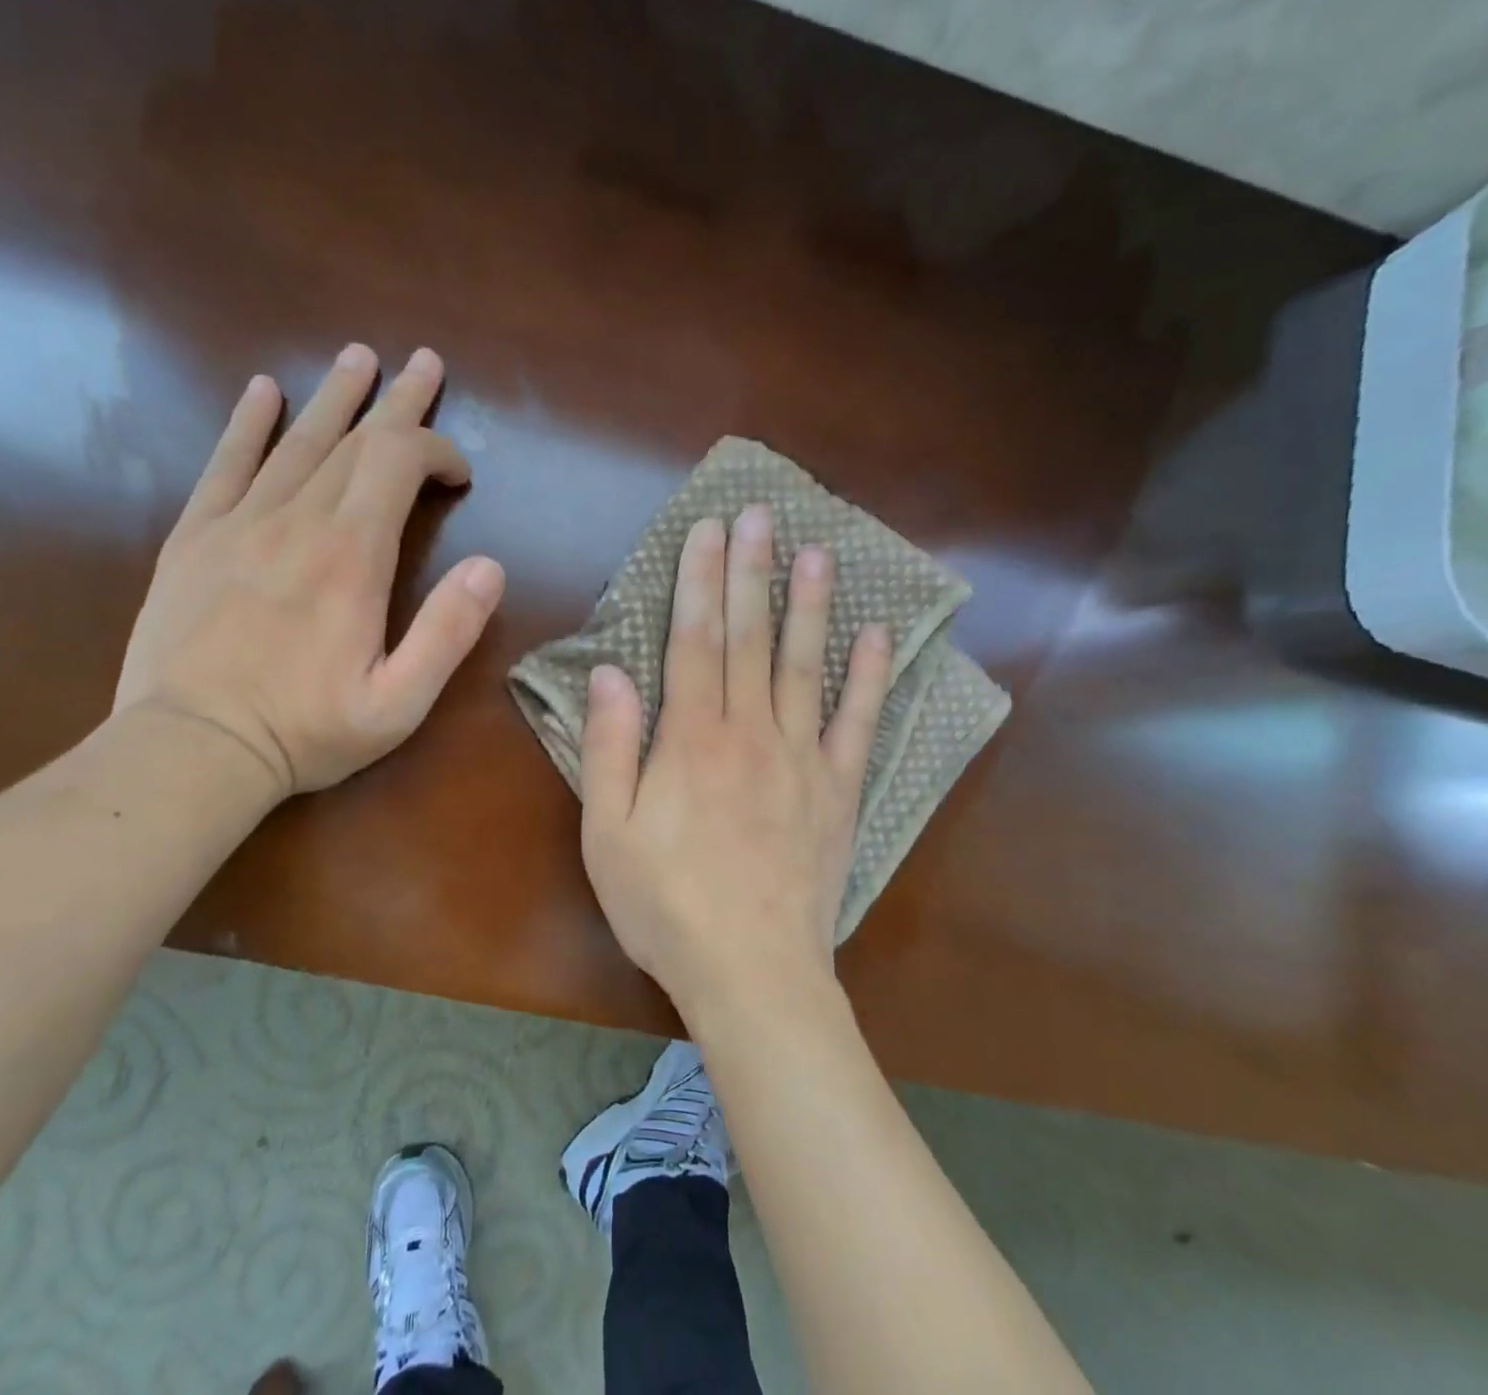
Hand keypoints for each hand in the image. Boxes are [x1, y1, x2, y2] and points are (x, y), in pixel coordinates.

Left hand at [113, 345, 504, 799]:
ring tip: (359, 358)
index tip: (461, 474)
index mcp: (352, 556)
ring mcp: (241, 523)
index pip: (399, 463)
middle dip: (398, 402)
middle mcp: (298, 520)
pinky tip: (263, 391)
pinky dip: (248, 424)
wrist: (192, 748)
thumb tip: (490, 567)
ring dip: (336, 397)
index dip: (438, 451)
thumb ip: (449, 632)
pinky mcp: (196, 537)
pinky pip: (226, 464)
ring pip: (297, 440)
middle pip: (355, 439)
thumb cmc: (306, 730)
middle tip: (424, 363)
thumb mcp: (400, 702)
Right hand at [578, 504, 892, 1015]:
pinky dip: (869, 678)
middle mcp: (750, 732)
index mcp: (691, 739)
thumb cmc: (667, 905)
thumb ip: (608, 748)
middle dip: (751, 572)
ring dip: (811, 605)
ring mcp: (803, 758)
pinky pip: (859, 724)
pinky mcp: (840, 791)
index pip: (694, 640)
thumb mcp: (608, 833)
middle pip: (749, 638)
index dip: (698, 580)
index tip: (707, 530)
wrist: (753, 972)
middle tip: (760, 515)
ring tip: (819, 552)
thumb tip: (609, 673)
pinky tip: (879, 636)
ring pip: (806, 665)